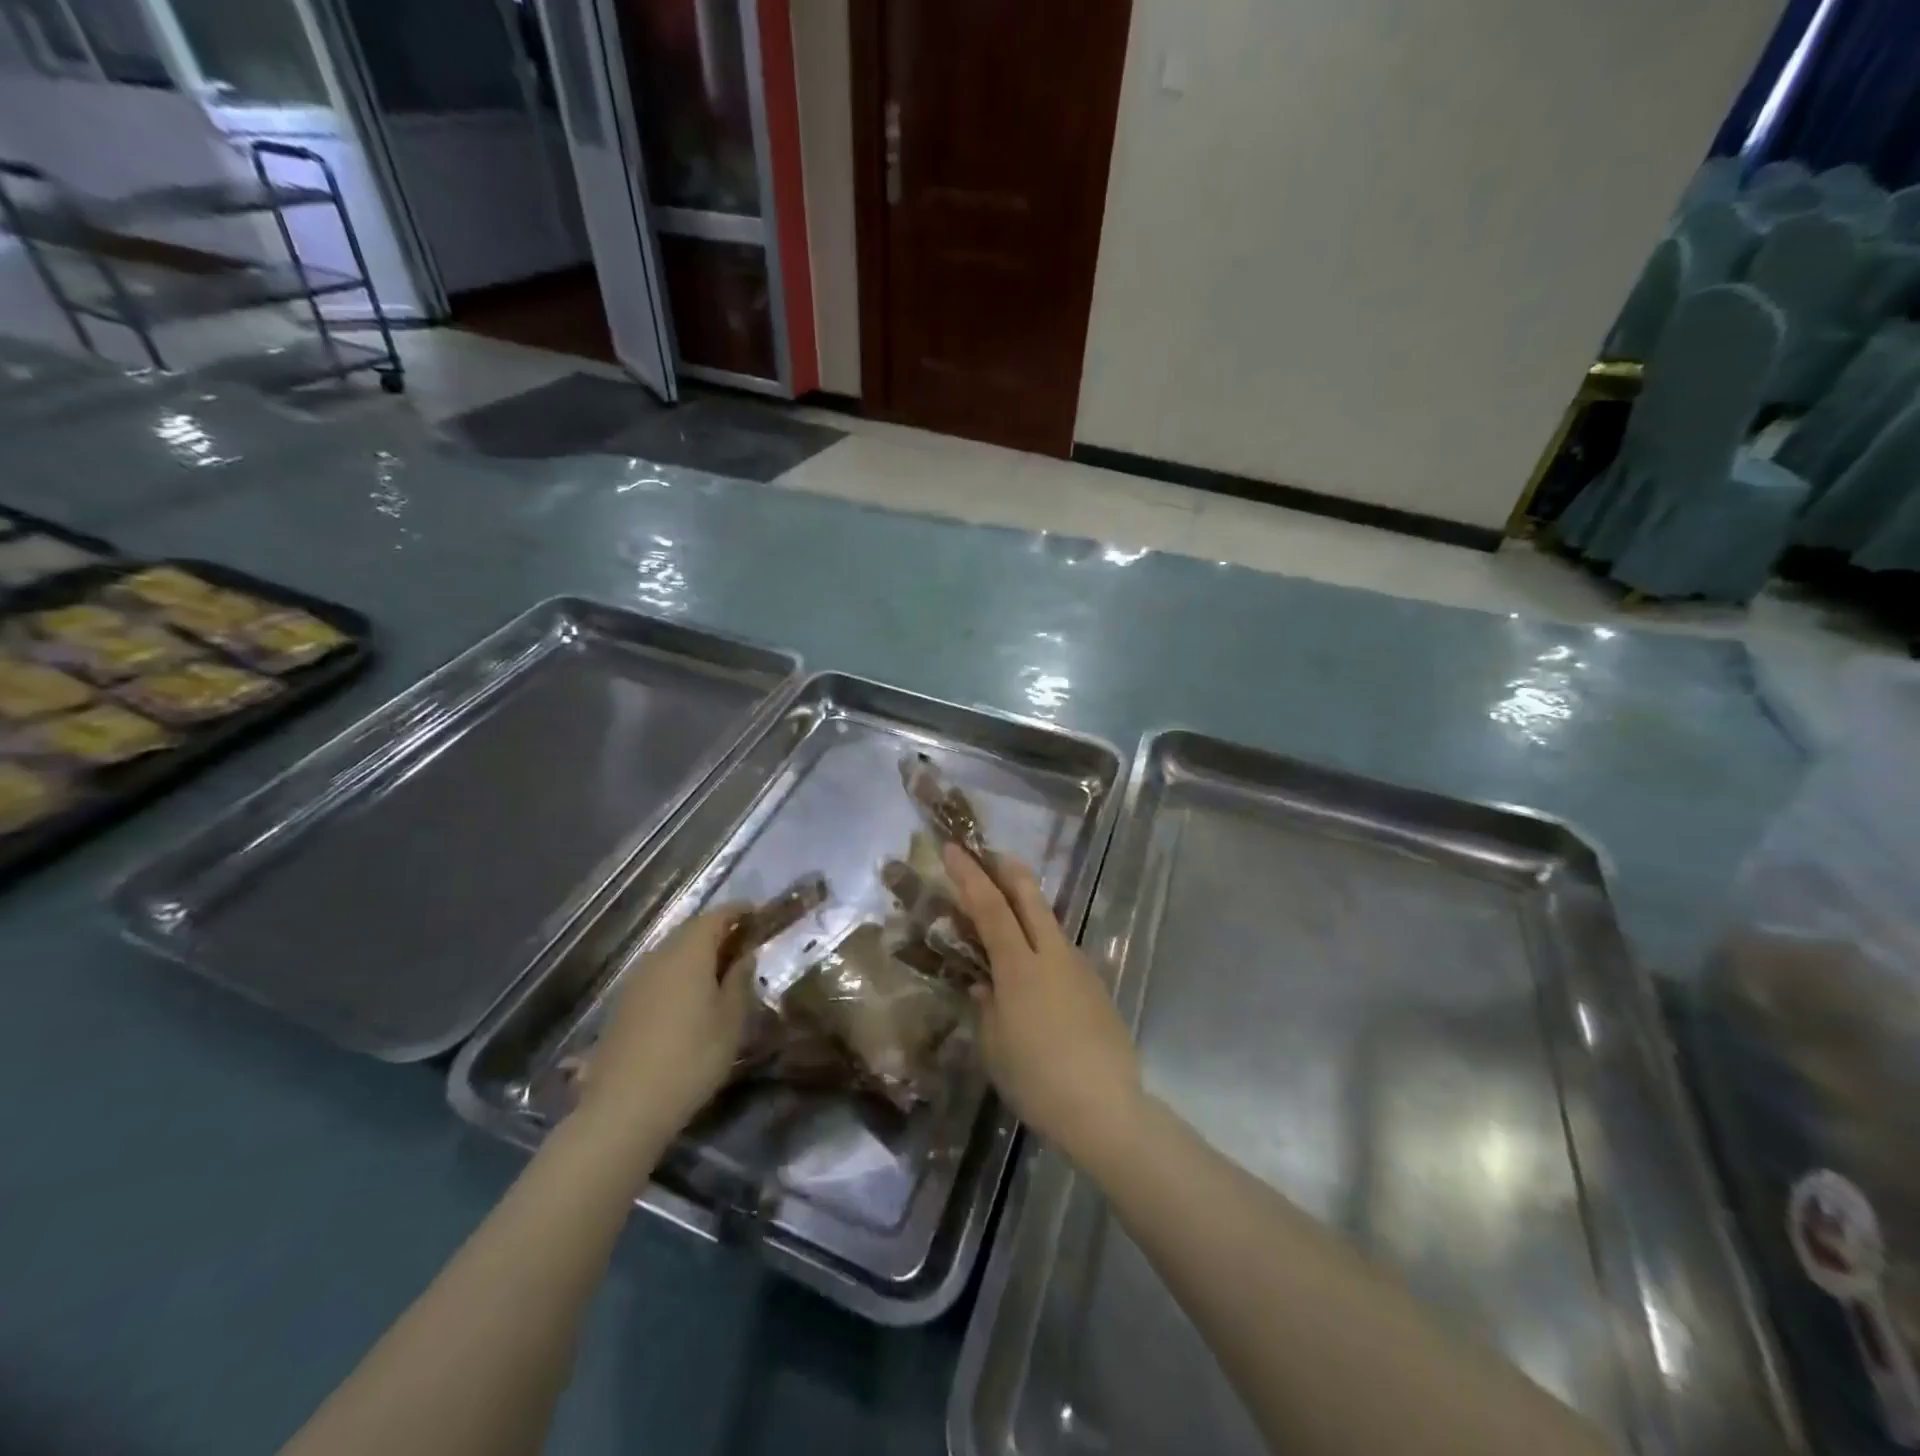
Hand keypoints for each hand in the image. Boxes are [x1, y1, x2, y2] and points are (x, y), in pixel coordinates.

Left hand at [579, 908, 756, 1151]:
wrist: (625, 1107)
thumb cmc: (692, 1058)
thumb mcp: (731, 1020)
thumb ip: (740, 980)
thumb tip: (745, 955)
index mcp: (689, 953)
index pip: (716, 916)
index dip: (738, 911)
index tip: (758, 913)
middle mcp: (659, 957)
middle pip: (690, 930)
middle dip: (718, 931)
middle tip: (743, 942)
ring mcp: (636, 980)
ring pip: (672, 952)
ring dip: (697, 953)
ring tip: (720, 970)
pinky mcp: (623, 1005)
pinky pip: (658, 973)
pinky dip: (679, 973)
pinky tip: (689, 997)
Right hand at [943, 846, 1143, 1168]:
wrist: (1106, 1109)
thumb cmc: (1037, 1080)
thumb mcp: (995, 1046)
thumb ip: (987, 1006)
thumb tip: (984, 984)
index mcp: (1020, 967)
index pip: (990, 907)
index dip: (969, 875)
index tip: (953, 849)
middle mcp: (1053, 955)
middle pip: (1030, 896)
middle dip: (1007, 870)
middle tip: (989, 858)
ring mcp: (1079, 968)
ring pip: (1049, 921)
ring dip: (1026, 906)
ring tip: (1005, 915)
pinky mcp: (1096, 987)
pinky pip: (1062, 951)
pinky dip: (1041, 942)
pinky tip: (1033, 971)